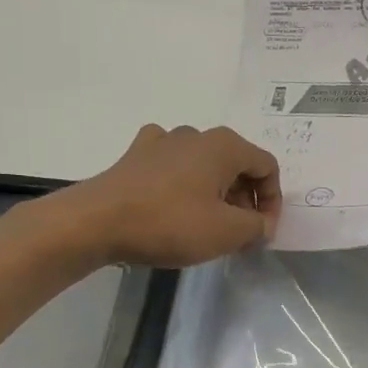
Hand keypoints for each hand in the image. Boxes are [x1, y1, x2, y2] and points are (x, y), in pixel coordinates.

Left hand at [29, 124, 281, 268]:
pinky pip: (172, 164)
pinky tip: (174, 200)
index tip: (262, 232)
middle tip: (238, 233)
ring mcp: (163, 141)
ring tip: (206, 224)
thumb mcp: (227, 232)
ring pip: (205, 165)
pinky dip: (182, 181)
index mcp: (225, 146)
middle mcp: (197, 134)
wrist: (94, 223)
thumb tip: (261, 224)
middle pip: (237, 165)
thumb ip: (257, 227)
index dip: (273, 201)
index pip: (267, 167)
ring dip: (215, 192)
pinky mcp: (136, 155)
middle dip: (245, 199)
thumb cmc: (169, 223)